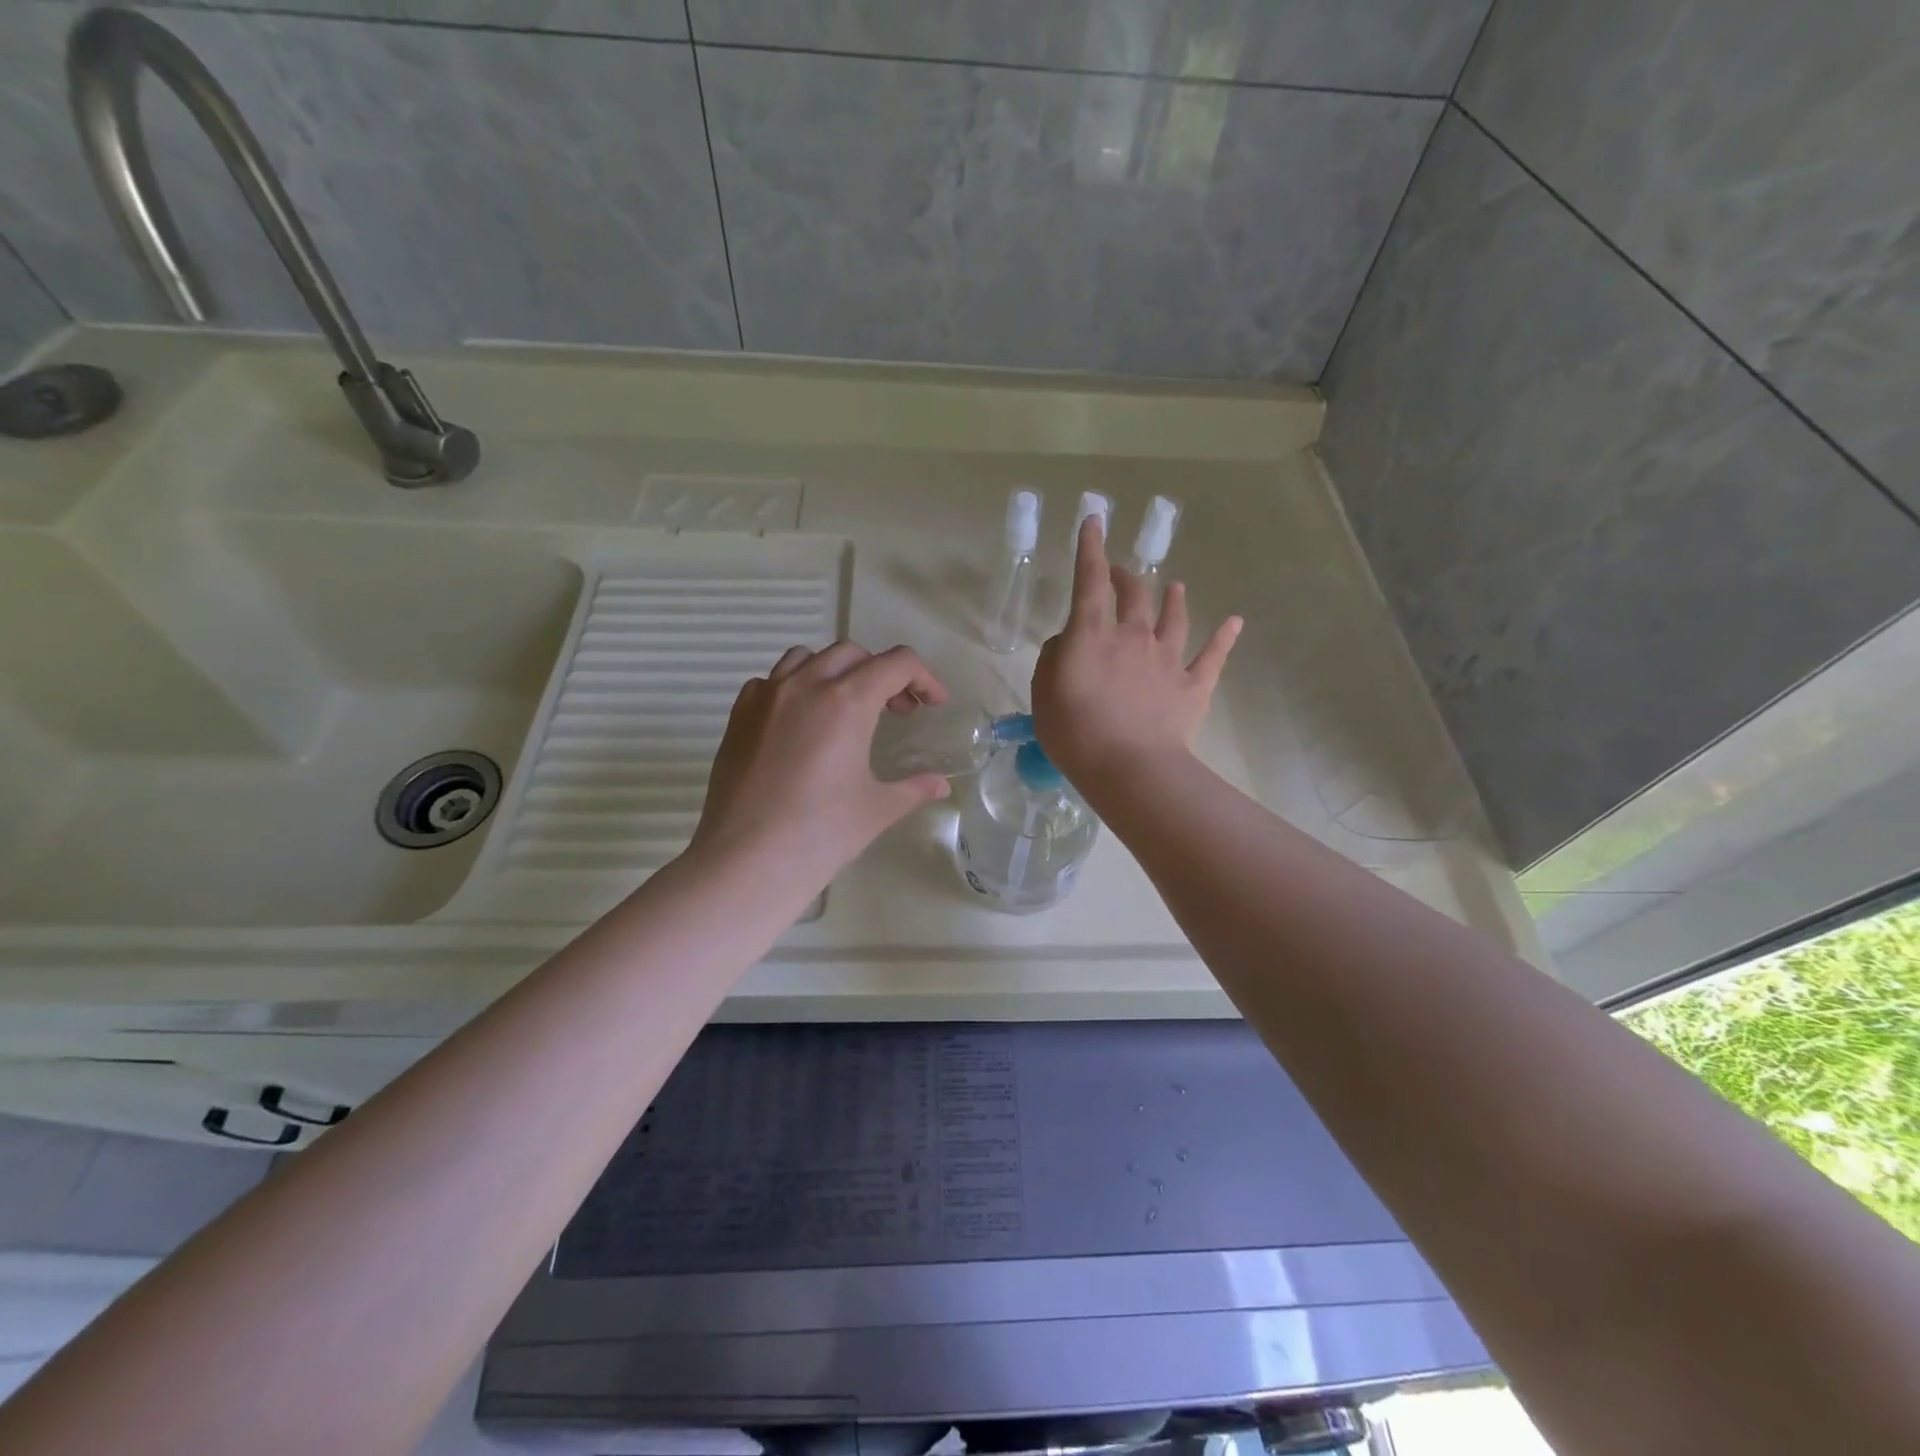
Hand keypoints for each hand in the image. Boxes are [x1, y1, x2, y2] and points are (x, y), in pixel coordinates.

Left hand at [690, 641, 952, 890]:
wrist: (747, 862)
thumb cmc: (821, 835)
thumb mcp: (877, 809)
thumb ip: (913, 788)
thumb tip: (940, 785)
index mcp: (847, 701)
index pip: (897, 663)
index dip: (924, 678)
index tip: (933, 704)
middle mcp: (805, 685)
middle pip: (854, 653)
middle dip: (883, 674)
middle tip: (896, 712)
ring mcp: (766, 696)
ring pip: (808, 657)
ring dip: (837, 672)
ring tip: (847, 708)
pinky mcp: (739, 715)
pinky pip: (772, 681)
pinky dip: (795, 687)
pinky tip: (801, 723)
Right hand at [1033, 513, 1240, 785]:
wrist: (1129, 767)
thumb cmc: (1075, 731)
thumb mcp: (1044, 692)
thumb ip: (1054, 657)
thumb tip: (1070, 640)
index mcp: (1093, 634)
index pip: (1090, 580)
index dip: (1091, 548)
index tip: (1095, 520)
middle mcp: (1133, 635)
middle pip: (1134, 594)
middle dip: (1126, 577)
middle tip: (1121, 574)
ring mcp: (1168, 659)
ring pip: (1174, 617)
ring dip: (1173, 599)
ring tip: (1174, 587)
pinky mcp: (1193, 685)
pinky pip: (1212, 656)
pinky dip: (1224, 638)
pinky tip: (1234, 622)